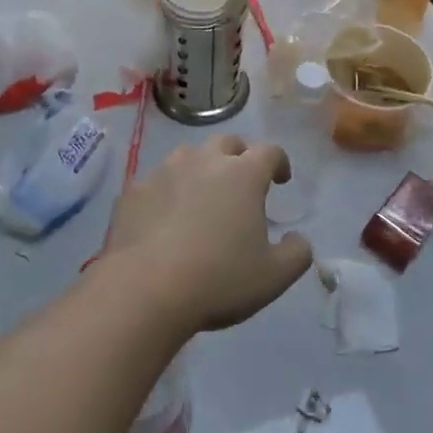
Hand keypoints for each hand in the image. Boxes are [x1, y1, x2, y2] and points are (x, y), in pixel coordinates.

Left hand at [103, 135, 312, 332]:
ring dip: (201, 169)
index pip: (269, 151)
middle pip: (227, 143)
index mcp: (243, 175)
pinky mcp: (134, 191)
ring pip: (188, 156)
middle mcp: (204, 162)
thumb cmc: (218, 279)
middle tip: (242, 184)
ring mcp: (164, 172)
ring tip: (202, 197)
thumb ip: (297, 253)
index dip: (279, 162)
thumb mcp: (273, 277)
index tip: (281, 180)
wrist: (144, 289)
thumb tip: (299, 239)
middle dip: (239, 157)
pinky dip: (167, 193)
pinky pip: (157, 183)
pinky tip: (165, 219)